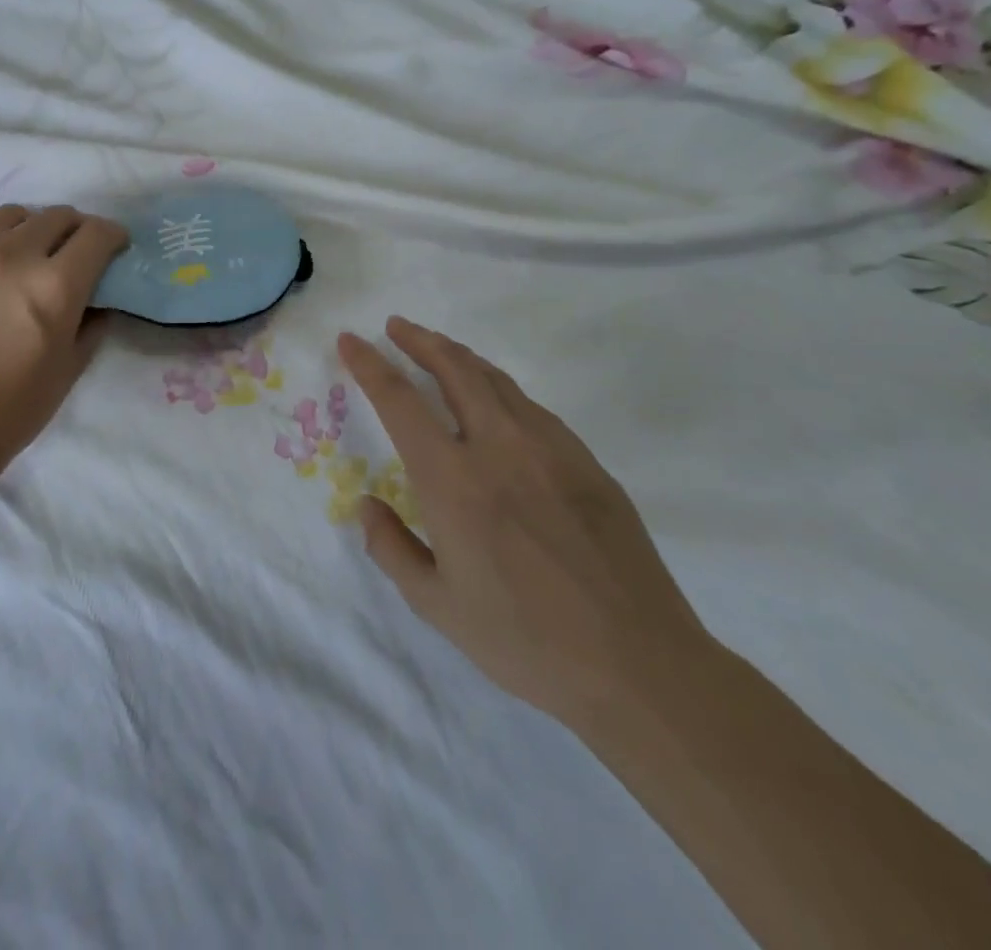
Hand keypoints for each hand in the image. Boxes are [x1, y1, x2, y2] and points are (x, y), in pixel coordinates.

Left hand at [0, 204, 127, 472]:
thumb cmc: (15, 406)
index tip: (113, 248)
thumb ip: (93, 319)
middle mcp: (10, 256)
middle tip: (73, 253)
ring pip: (10, 216)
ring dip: (29, 230)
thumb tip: (98, 297)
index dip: (112, 237)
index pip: (96, 233)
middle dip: (74, 231)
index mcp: (54, 284)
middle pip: (56, 216)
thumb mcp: (72, 365)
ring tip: (25, 255)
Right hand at [338, 318, 712, 728]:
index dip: (370, 364)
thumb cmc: (526, 641)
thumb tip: (366, 505)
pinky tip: (496, 401)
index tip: (351, 340)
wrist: (639, 665)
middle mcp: (499, 447)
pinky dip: (500, 388)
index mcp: (454, 481)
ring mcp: (550, 448)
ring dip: (460, 356)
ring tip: (439, 349)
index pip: (400, 401)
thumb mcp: (438, 606)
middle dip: (419, 340)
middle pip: (454, 369)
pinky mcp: (586, 461)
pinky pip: (531, 408)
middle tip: (397, 327)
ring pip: (496, 380)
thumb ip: (391, 548)